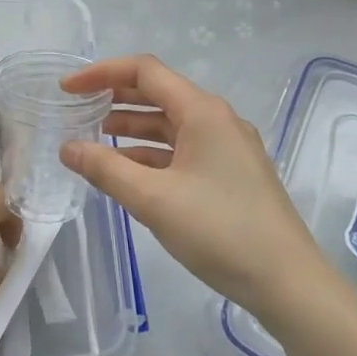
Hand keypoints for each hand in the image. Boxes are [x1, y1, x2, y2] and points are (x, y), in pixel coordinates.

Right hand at [59, 55, 331, 319]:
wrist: (289, 283)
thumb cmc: (219, 231)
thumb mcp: (153, 200)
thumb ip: (105, 168)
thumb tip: (67, 147)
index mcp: (202, 112)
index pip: (145, 71)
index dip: (101, 73)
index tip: (67, 88)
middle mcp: (217, 120)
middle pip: (158, 93)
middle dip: (114, 97)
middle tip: (76, 109)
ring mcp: (227, 148)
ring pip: (170, 124)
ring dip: (131, 127)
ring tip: (94, 140)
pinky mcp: (230, 174)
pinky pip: (182, 150)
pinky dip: (151, 153)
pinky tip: (127, 172)